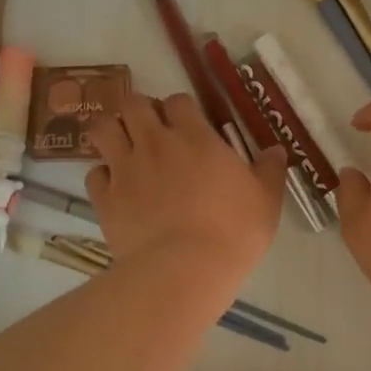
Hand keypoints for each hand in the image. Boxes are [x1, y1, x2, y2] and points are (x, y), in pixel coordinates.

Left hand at [87, 92, 288, 280]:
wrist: (185, 269)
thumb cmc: (233, 231)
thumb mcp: (266, 200)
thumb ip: (269, 170)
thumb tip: (276, 150)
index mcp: (195, 137)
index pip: (178, 100)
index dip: (180, 108)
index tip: (189, 125)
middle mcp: (155, 143)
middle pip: (133, 104)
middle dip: (140, 111)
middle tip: (153, 132)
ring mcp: (125, 169)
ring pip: (103, 129)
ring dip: (113, 133)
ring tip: (126, 149)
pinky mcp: (105, 199)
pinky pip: (94, 174)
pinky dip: (103, 176)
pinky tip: (117, 188)